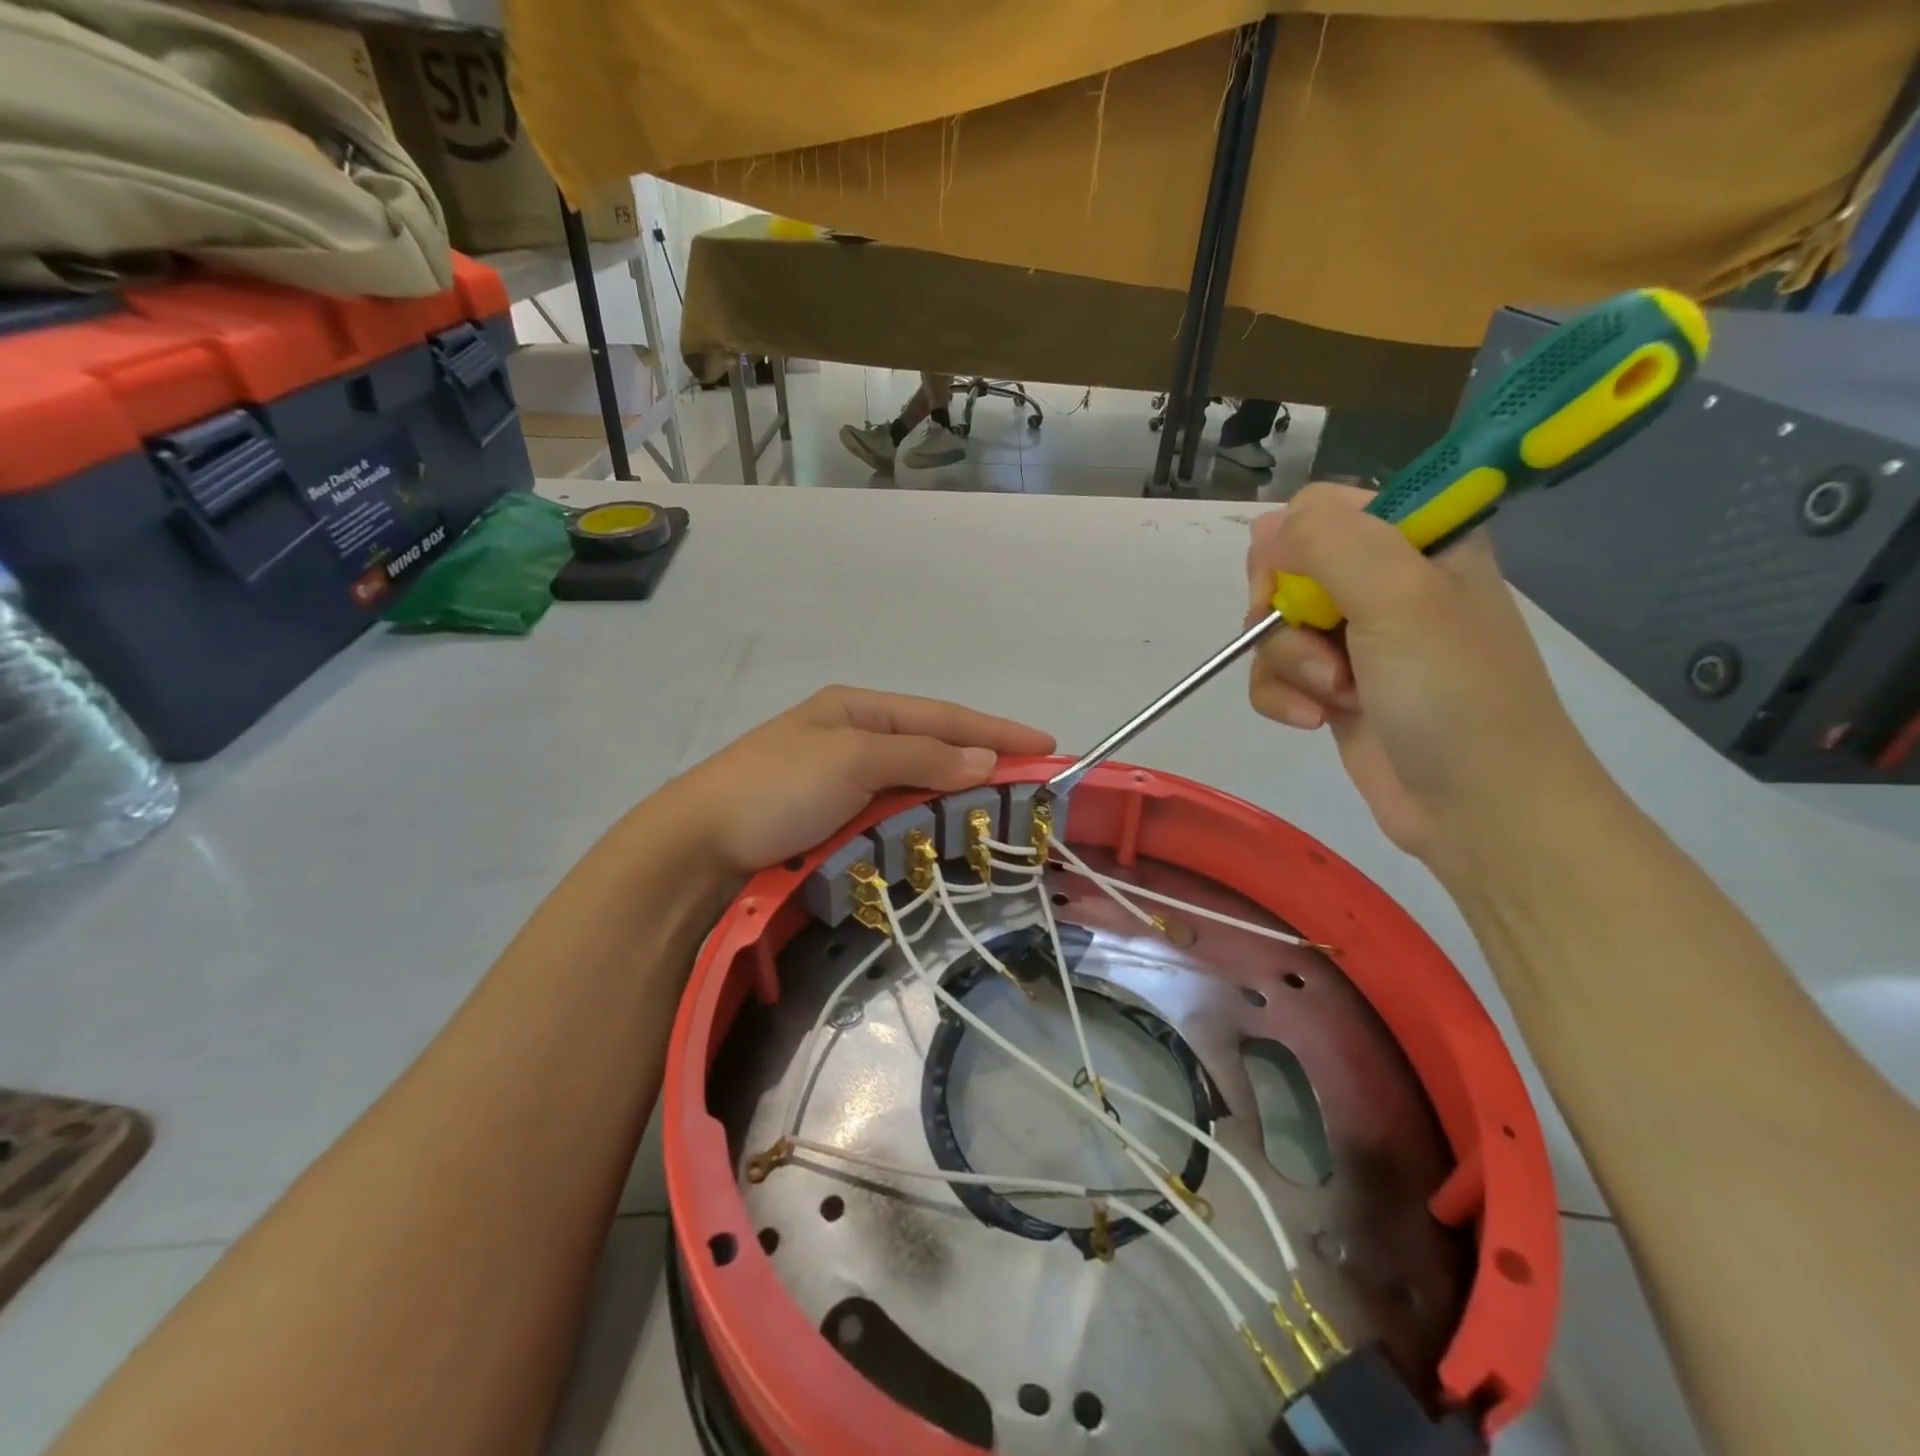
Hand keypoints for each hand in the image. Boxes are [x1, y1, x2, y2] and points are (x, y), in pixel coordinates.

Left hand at [661, 687, 1054, 876]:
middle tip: (1032, 784)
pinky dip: (926, 821)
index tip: (1045, 745)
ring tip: (1001, 809)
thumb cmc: (777, 787)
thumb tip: (985, 760)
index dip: (995, 731)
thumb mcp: (851, 759)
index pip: (941, 716)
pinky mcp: (835, 820)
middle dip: (982, 762)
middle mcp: (855, 738)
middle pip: (934, 747)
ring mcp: (844, 781)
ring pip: (917, 783)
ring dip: (957, 794)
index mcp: (858, 709)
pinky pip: (895, 814)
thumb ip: (920, 757)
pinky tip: (947, 830)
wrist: (699, 846)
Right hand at [1245, 484, 1609, 875]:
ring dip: (1289, 665)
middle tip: (1319, 646)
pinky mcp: (1334, 687)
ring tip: (1334, 697)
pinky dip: (1283, 698)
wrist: (1481, 807)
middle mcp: (1384, 582)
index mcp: (1418, 539)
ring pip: (1274, 628)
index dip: (1294, 545)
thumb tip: (1265, 531)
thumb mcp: (1399, 597)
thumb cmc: (1454, 693)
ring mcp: (1357, 638)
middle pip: (1286, 570)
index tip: (1297, 586)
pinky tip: (1315, 721)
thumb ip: (1328, 542)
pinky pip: (1275, 674)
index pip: (1322, 508)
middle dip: (1286, 615)